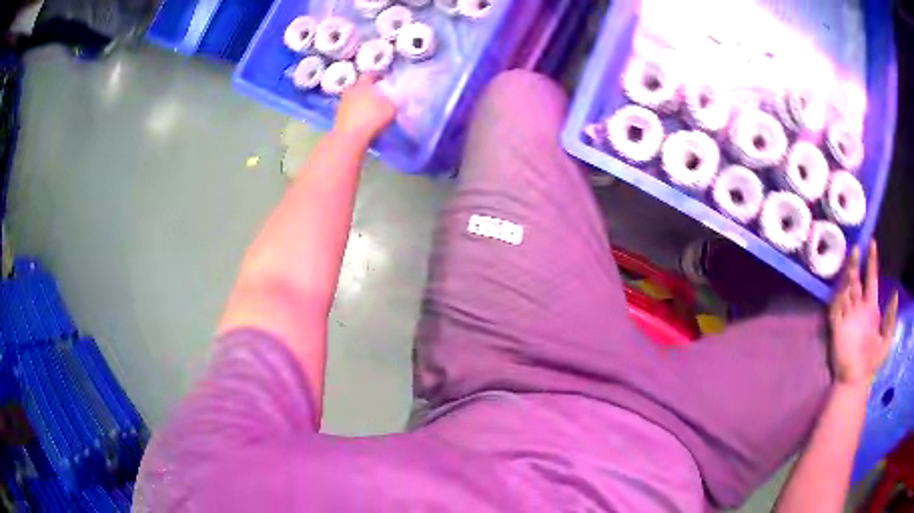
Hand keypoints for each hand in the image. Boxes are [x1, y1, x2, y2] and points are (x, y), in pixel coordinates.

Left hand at [333, 74, 395, 142]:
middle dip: (367, 88)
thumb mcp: (391, 108)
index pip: (370, 74)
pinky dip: (355, 111)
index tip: (384, 79)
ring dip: (360, 100)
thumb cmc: (372, 118)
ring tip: (369, 107)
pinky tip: (362, 117)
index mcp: (363, 84)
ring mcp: (342, 103)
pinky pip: (349, 109)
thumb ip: (394, 101)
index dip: (377, 75)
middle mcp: (351, 90)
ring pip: (353, 97)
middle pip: (360, 85)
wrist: (349, 137)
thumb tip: (396, 98)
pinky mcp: (338, 115)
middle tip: (377, 94)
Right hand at [829, 240, 898, 387]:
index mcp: (870, 308)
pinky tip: (843, 287)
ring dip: (847, 275)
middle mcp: (858, 308)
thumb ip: (890, 318)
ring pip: (845, 289)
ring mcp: (847, 316)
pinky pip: (835, 308)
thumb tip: (894, 293)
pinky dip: (838, 296)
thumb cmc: (873, 362)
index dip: (872, 262)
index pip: (871, 279)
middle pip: (856, 280)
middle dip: (856, 264)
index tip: (872, 243)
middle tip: (856, 247)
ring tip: (851, 260)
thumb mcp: (887, 340)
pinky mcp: (836, 327)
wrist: (857, 381)